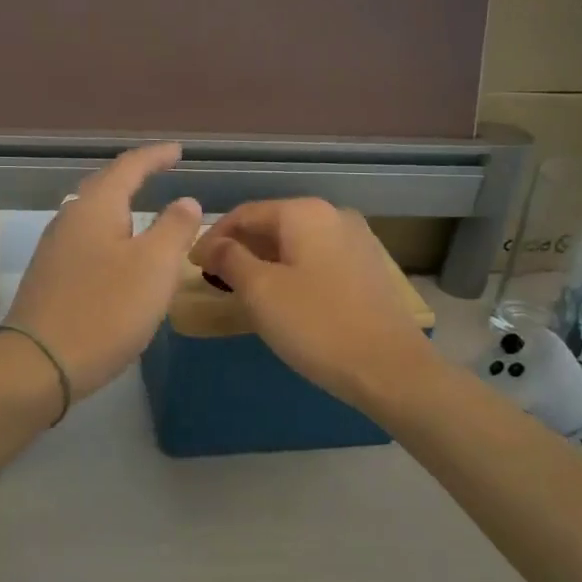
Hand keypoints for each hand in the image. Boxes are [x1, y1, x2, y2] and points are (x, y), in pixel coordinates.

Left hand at [5, 143, 202, 399]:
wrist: (38, 364)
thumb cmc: (105, 310)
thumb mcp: (154, 267)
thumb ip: (174, 228)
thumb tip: (185, 201)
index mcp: (95, 208)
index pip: (129, 167)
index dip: (156, 157)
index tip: (178, 151)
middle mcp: (69, 220)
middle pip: (104, 187)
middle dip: (134, 178)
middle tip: (160, 173)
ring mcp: (54, 250)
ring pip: (93, 217)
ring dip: (120, 209)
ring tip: (143, 212)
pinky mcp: (50, 279)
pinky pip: (86, 244)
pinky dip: (110, 239)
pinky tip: (119, 256)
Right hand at [191, 199, 432, 410]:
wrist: (390, 368)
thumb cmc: (316, 324)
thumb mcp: (260, 291)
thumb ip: (230, 259)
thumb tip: (214, 245)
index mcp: (305, 213)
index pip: (244, 214)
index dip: (213, 238)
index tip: (192, 266)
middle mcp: (333, 216)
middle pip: (271, 224)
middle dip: (239, 249)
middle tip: (214, 279)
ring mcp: (356, 241)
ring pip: (295, 243)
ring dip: (264, 261)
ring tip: (242, 290)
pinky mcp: (367, 267)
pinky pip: (316, 259)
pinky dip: (290, 270)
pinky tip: (281, 297)